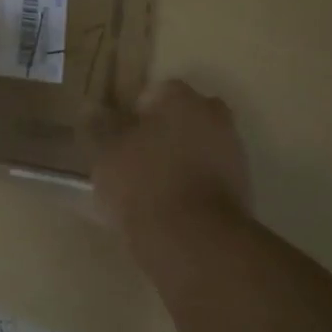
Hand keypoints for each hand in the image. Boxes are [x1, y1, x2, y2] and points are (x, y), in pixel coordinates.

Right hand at [87, 80, 249, 239]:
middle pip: (181, 117)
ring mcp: (233, 152)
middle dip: (160, 132)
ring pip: (197, 145)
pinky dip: (190, 183)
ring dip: (177, 157)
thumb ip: (98, 126)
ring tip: (147, 186)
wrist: (194, 240)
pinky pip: (207, 175)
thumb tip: (91, 108)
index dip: (132, 112)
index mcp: (182, 99)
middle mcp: (214, 117)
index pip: (155, 92)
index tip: (117, 136)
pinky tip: (168, 205)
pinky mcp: (241, 187)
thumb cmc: (143, 182)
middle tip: (132, 157)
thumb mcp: (105, 152)